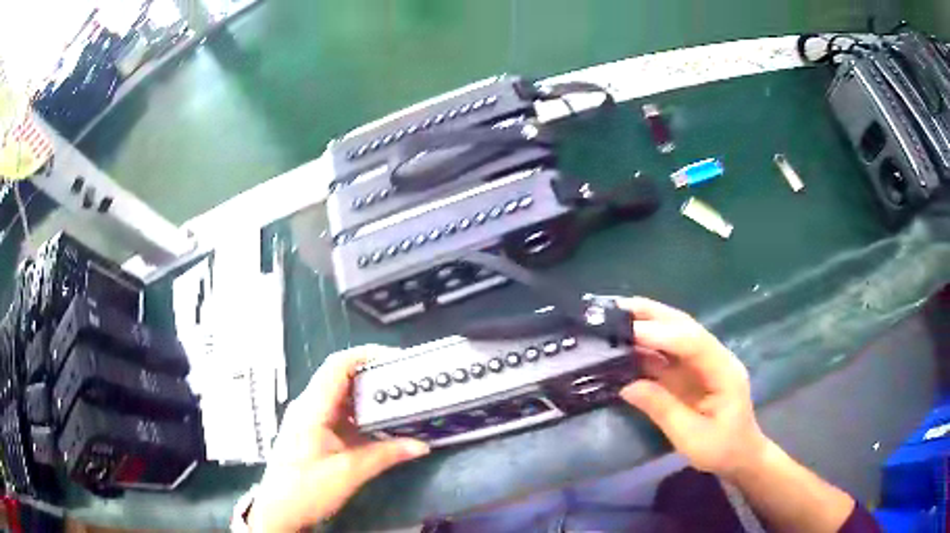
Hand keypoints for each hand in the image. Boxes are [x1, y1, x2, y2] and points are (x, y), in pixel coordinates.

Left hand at [248, 347, 429, 531]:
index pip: (337, 365)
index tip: (396, 360)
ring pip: (339, 395)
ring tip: (397, 401)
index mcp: (311, 408)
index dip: (366, 355)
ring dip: (366, 396)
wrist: (279, 511)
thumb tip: (421, 445)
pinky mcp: (310, 431)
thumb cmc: (307, 490)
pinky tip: (377, 425)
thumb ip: (385, 455)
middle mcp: (307, 406)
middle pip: (340, 377)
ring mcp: (307, 418)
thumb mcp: (349, 473)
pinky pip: (337, 412)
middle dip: (372, 375)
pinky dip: (359, 413)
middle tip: (404, 382)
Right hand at [618, 297, 768, 479]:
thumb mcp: (691, 437)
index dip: (661, 334)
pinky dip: (647, 345)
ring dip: (648, 323)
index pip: (693, 343)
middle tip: (616, 307)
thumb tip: (627, 386)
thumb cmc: (721, 450)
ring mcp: (703, 364)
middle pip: (685, 327)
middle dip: (652, 315)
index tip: (628, 332)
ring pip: (676, 334)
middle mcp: (715, 358)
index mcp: (724, 371)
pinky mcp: (692, 373)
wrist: (740, 457)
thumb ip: (662, 409)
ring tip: (615, 316)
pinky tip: (627, 343)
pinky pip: (668, 353)